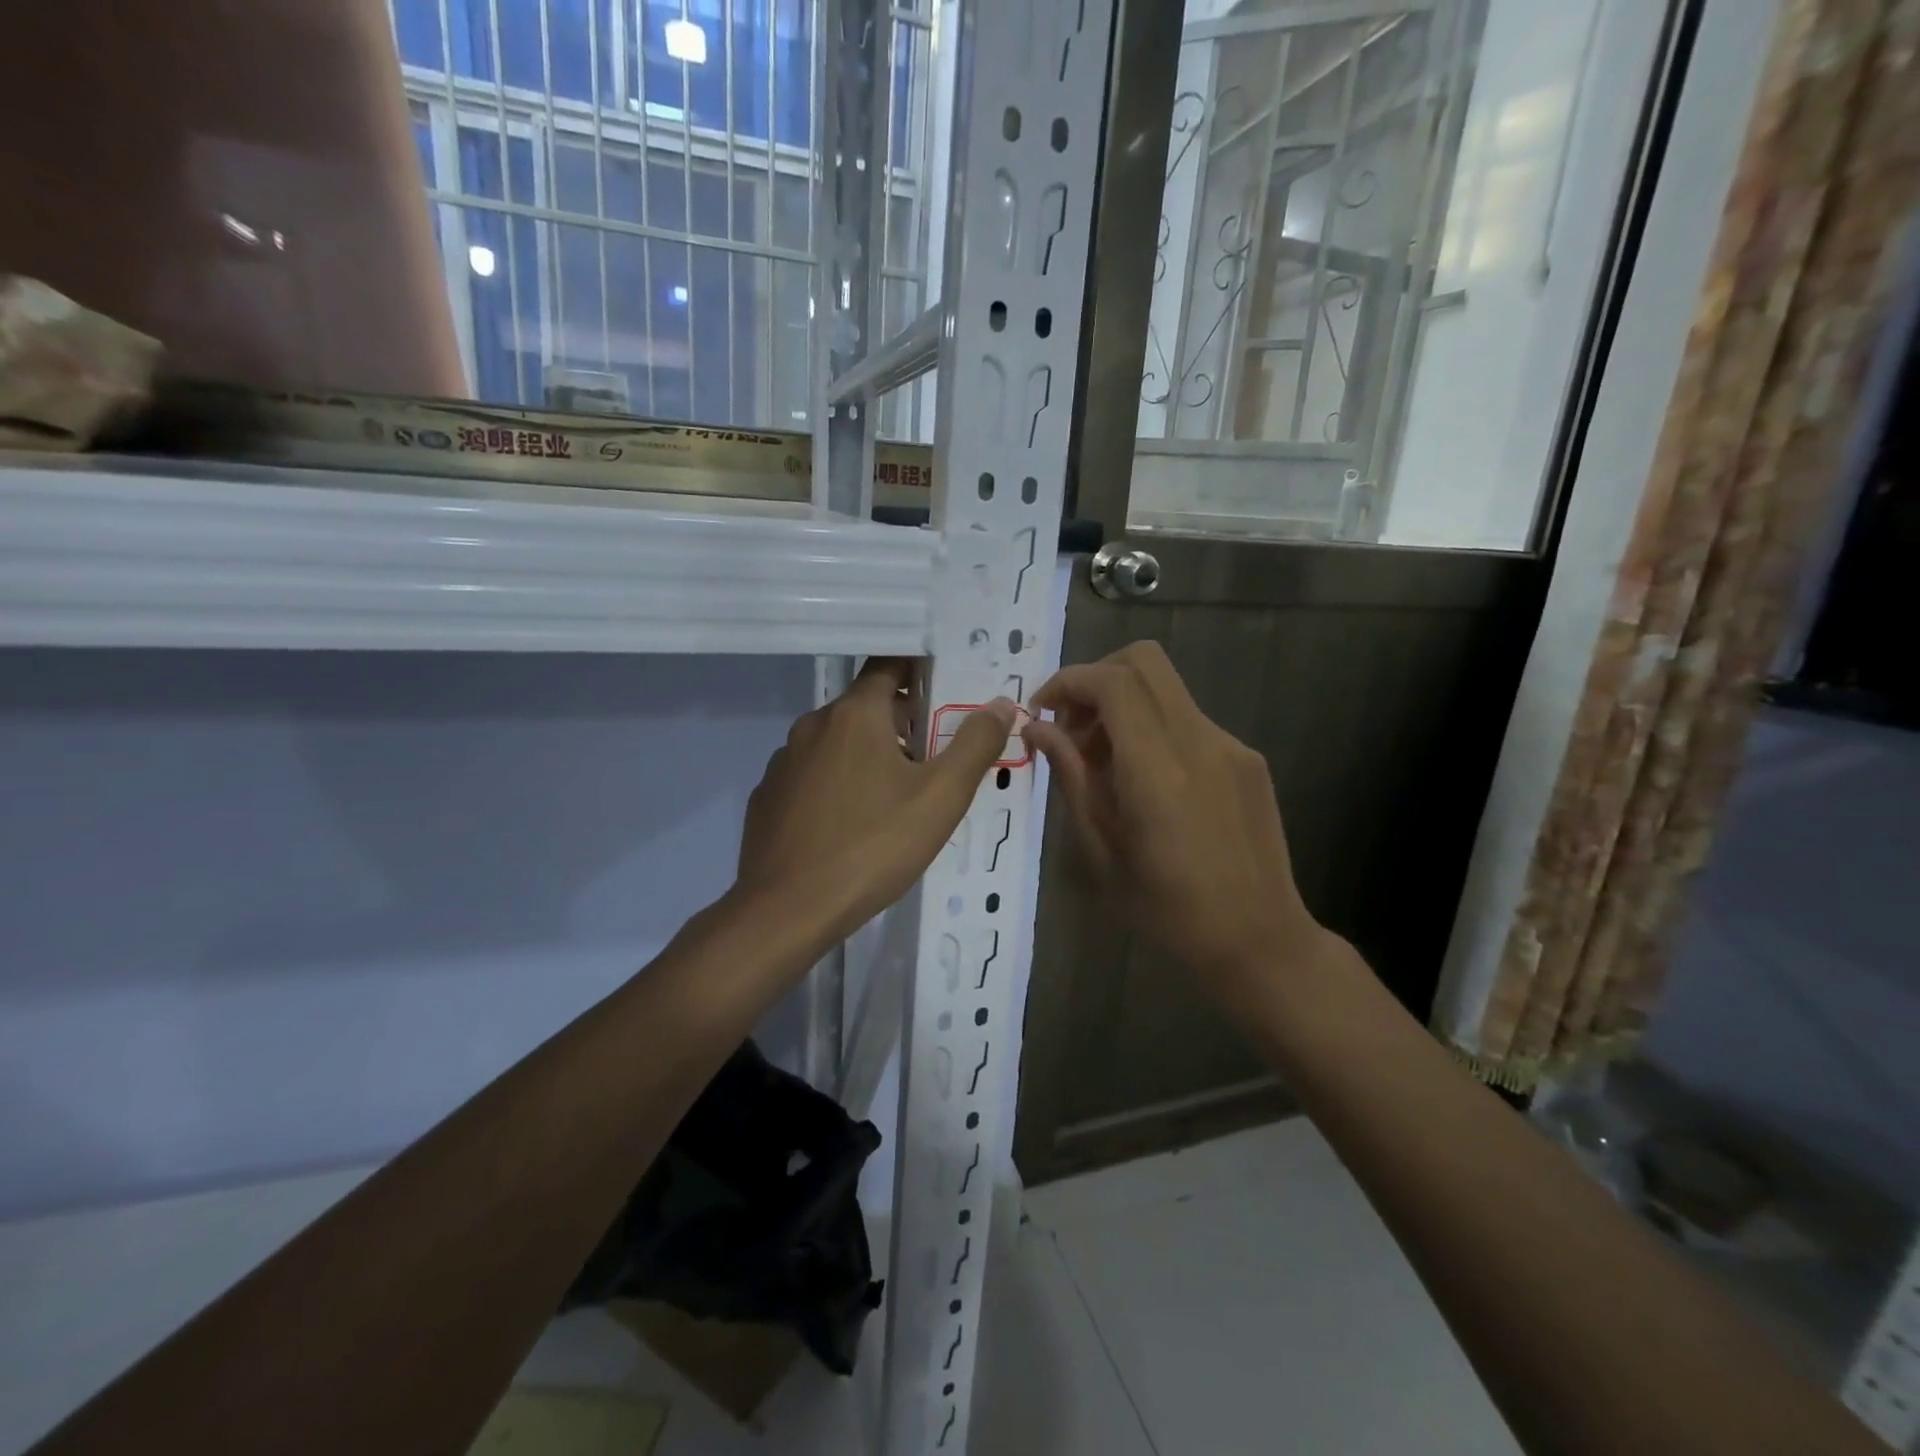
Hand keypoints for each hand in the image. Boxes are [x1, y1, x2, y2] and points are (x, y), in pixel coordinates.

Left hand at [736, 658, 1016, 946]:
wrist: (787, 910)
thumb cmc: (873, 846)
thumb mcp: (940, 797)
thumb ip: (975, 744)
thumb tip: (1002, 704)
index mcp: (855, 713)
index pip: (889, 664)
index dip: (921, 669)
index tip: (948, 687)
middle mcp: (813, 725)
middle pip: (865, 705)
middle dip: (902, 720)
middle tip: (935, 753)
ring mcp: (784, 761)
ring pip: (837, 742)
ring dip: (868, 754)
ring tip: (897, 794)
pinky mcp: (768, 796)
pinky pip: (812, 775)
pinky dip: (837, 784)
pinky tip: (852, 823)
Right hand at [1022, 641, 1326, 1015]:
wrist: (1258, 940)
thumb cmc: (1167, 910)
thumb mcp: (1102, 850)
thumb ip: (1071, 778)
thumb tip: (1037, 730)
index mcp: (1159, 772)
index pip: (1113, 683)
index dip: (1068, 682)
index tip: (1041, 712)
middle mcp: (1200, 743)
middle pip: (1145, 661)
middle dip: (1096, 679)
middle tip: (1072, 728)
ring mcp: (1231, 747)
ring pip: (1166, 689)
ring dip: (1123, 706)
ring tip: (1104, 764)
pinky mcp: (1248, 759)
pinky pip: (1188, 720)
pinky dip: (1153, 729)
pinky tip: (1147, 782)